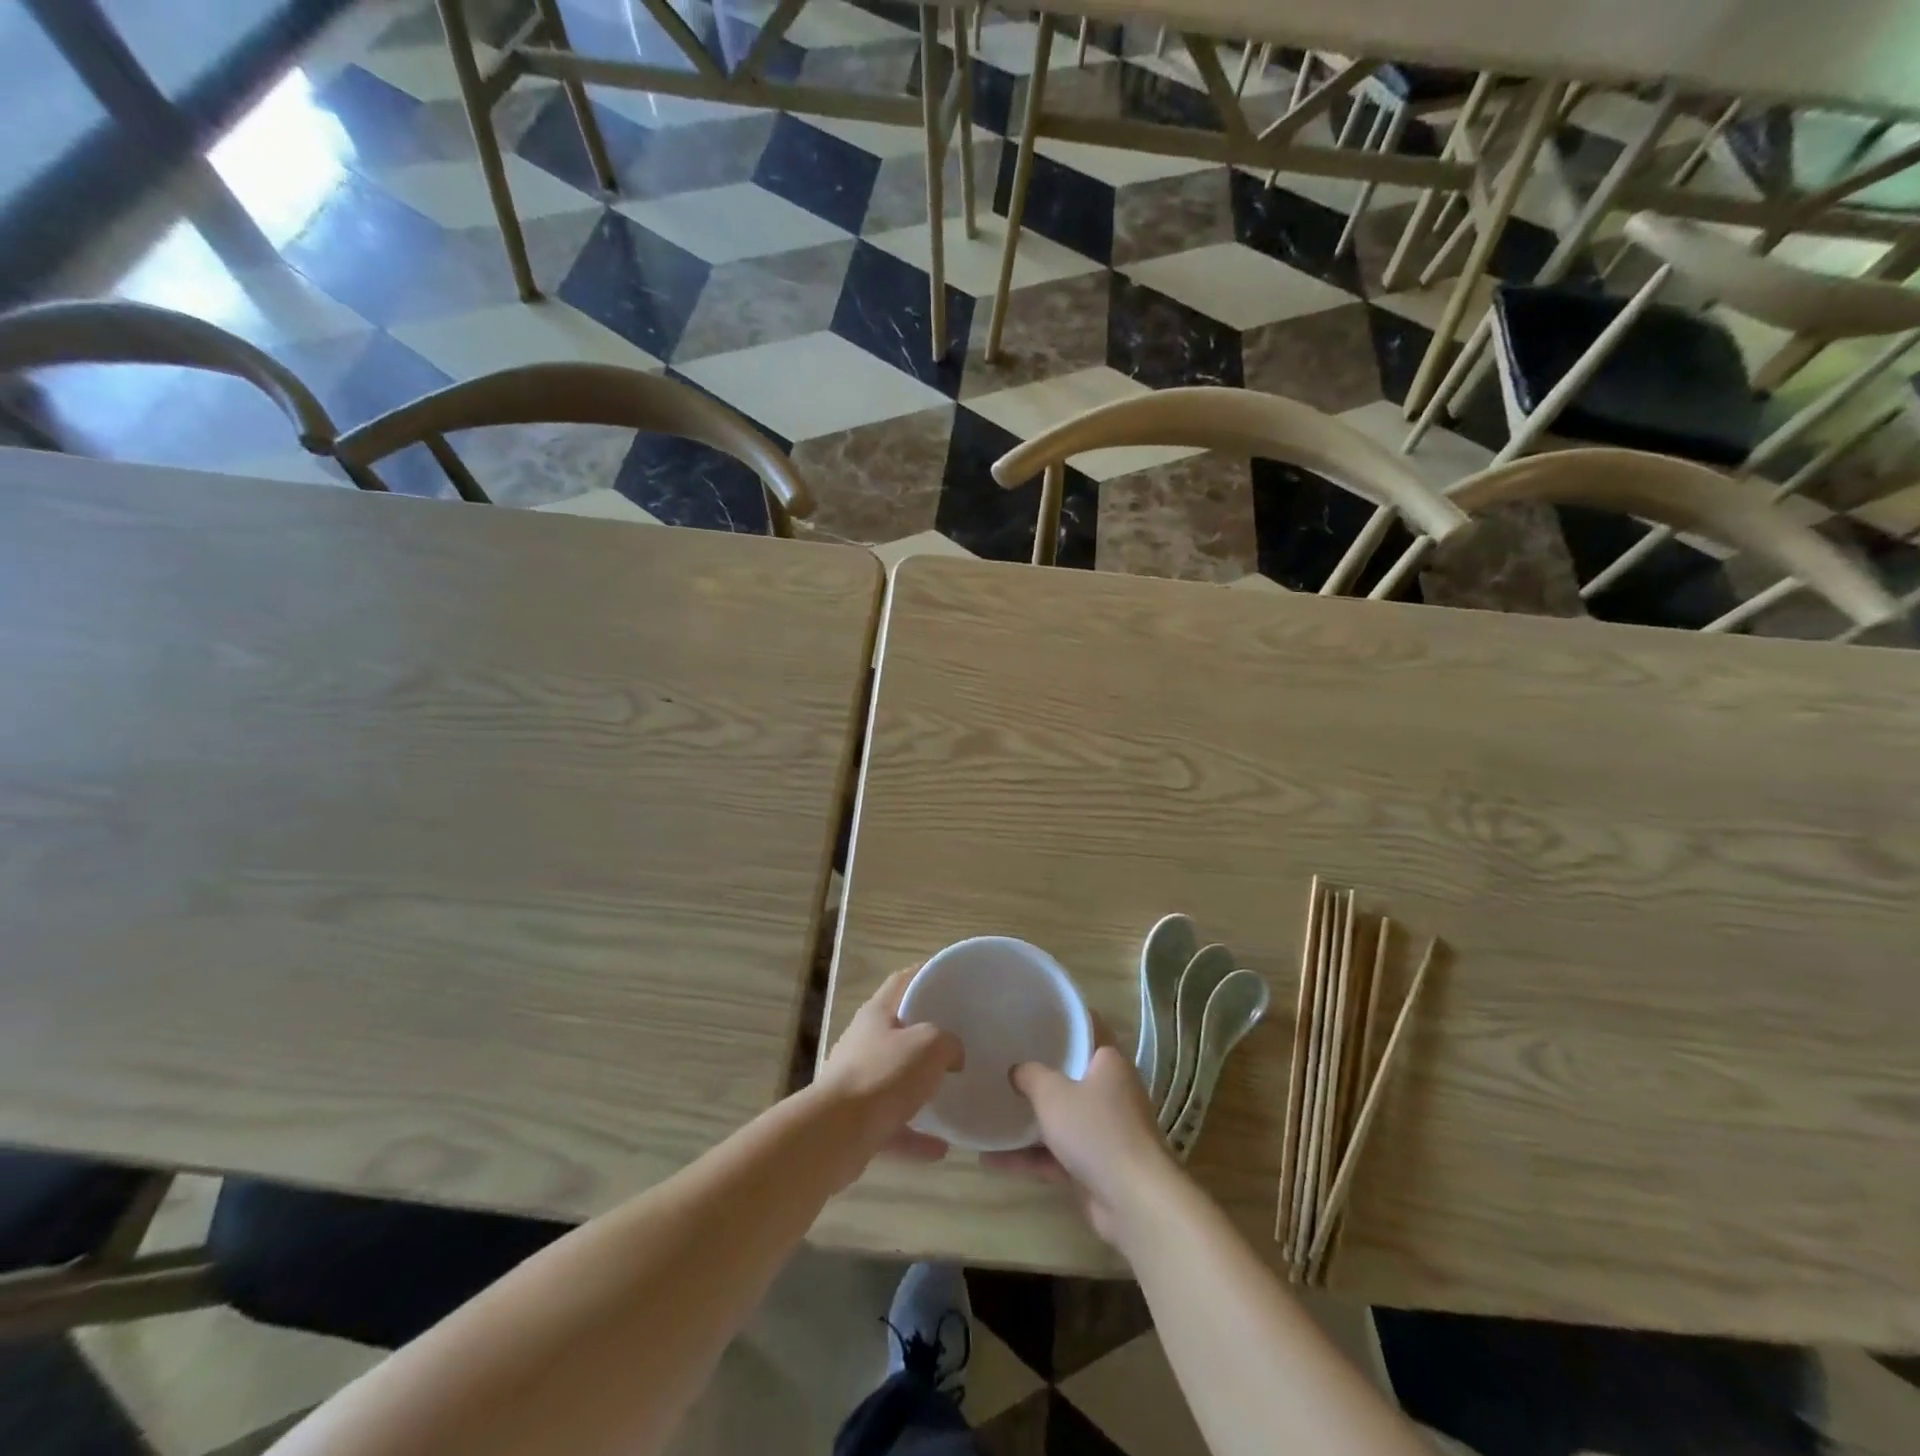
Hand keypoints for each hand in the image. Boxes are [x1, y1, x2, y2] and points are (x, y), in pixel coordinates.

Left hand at [814, 968, 963, 1166]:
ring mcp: (857, 1083)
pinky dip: (916, 1135)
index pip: (902, 981)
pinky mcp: (856, 1123)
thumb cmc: (883, 1075)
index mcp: (876, 1014)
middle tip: (959, 1039)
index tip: (949, 977)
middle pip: (898, 1031)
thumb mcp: (929, 1045)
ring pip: (895, 1080)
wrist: (836, 1135)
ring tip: (951, 1093)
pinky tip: (942, 1147)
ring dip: (921, 1089)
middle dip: (926, 1036)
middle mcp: (863, 1043)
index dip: (924, 973)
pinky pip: (893, 1125)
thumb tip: (953, 1055)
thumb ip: (948, 1043)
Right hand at [984, 1037, 1181, 1245]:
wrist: (1134, 1202)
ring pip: (1062, 1117)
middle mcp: (1111, 1091)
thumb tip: (1017, 1070)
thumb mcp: (1053, 1093)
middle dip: (1040, 1072)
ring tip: (991, 1111)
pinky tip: (991, 1160)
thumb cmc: (1096, 1130)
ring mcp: (1105, 1131)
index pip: (1088, 1027)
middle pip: (1072, 1074)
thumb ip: (1030, 1075)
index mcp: (1109, 1062)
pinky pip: (1056, 1154)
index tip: (1034, 1016)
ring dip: (1029, 1120)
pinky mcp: (1096, 1166)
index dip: (1063, 1020)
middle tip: (1005, 1061)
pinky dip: (1029, 1157)